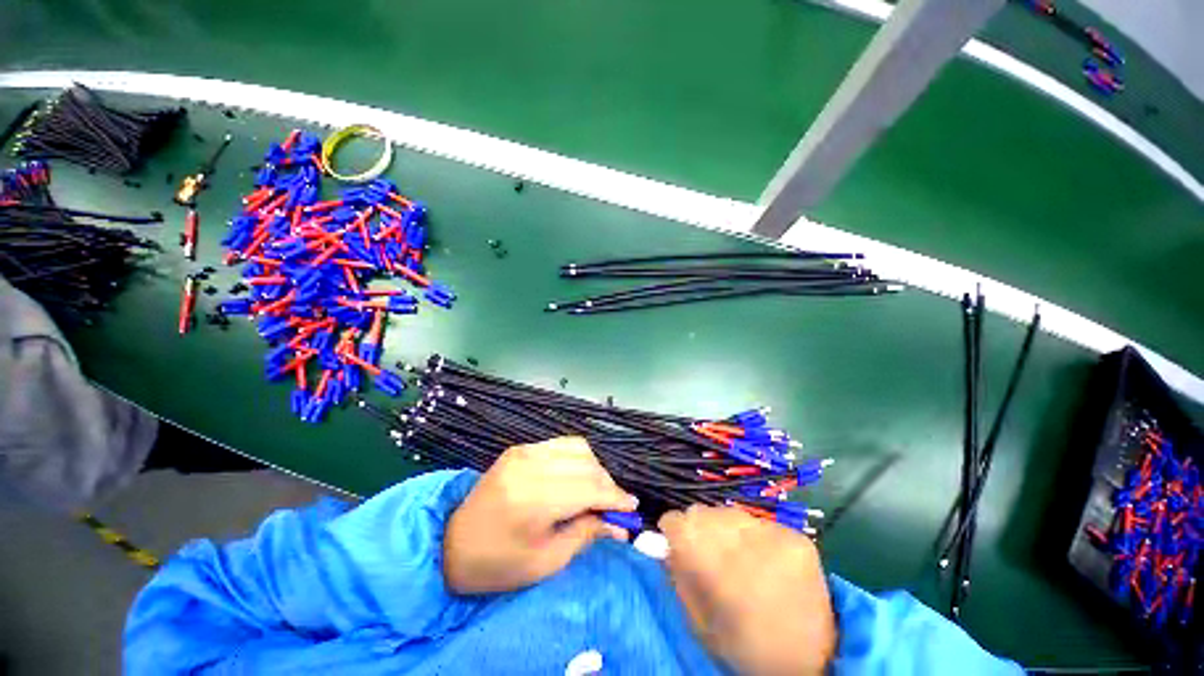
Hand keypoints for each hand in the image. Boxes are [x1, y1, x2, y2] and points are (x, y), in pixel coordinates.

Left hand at [443, 436, 638, 593]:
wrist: (450, 543)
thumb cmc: (497, 564)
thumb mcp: (546, 562)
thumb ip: (586, 535)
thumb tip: (620, 525)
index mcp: (533, 499)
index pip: (589, 487)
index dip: (615, 497)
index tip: (632, 508)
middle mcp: (529, 465)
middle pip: (586, 464)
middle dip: (607, 484)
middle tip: (614, 506)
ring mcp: (523, 451)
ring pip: (577, 447)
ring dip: (594, 468)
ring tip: (596, 492)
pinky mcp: (520, 448)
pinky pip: (561, 444)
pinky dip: (577, 458)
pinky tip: (577, 476)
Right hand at [659, 505, 836, 675]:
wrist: (817, 660)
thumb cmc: (746, 647)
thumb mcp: (700, 623)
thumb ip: (678, 576)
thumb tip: (664, 541)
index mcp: (720, 574)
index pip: (679, 522)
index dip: (672, 529)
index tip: (673, 538)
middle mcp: (747, 546)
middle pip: (703, 512)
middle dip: (697, 527)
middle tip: (705, 549)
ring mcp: (777, 537)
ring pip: (729, 511)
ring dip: (723, 528)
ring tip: (734, 553)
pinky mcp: (797, 537)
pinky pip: (758, 521)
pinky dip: (751, 534)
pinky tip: (760, 557)